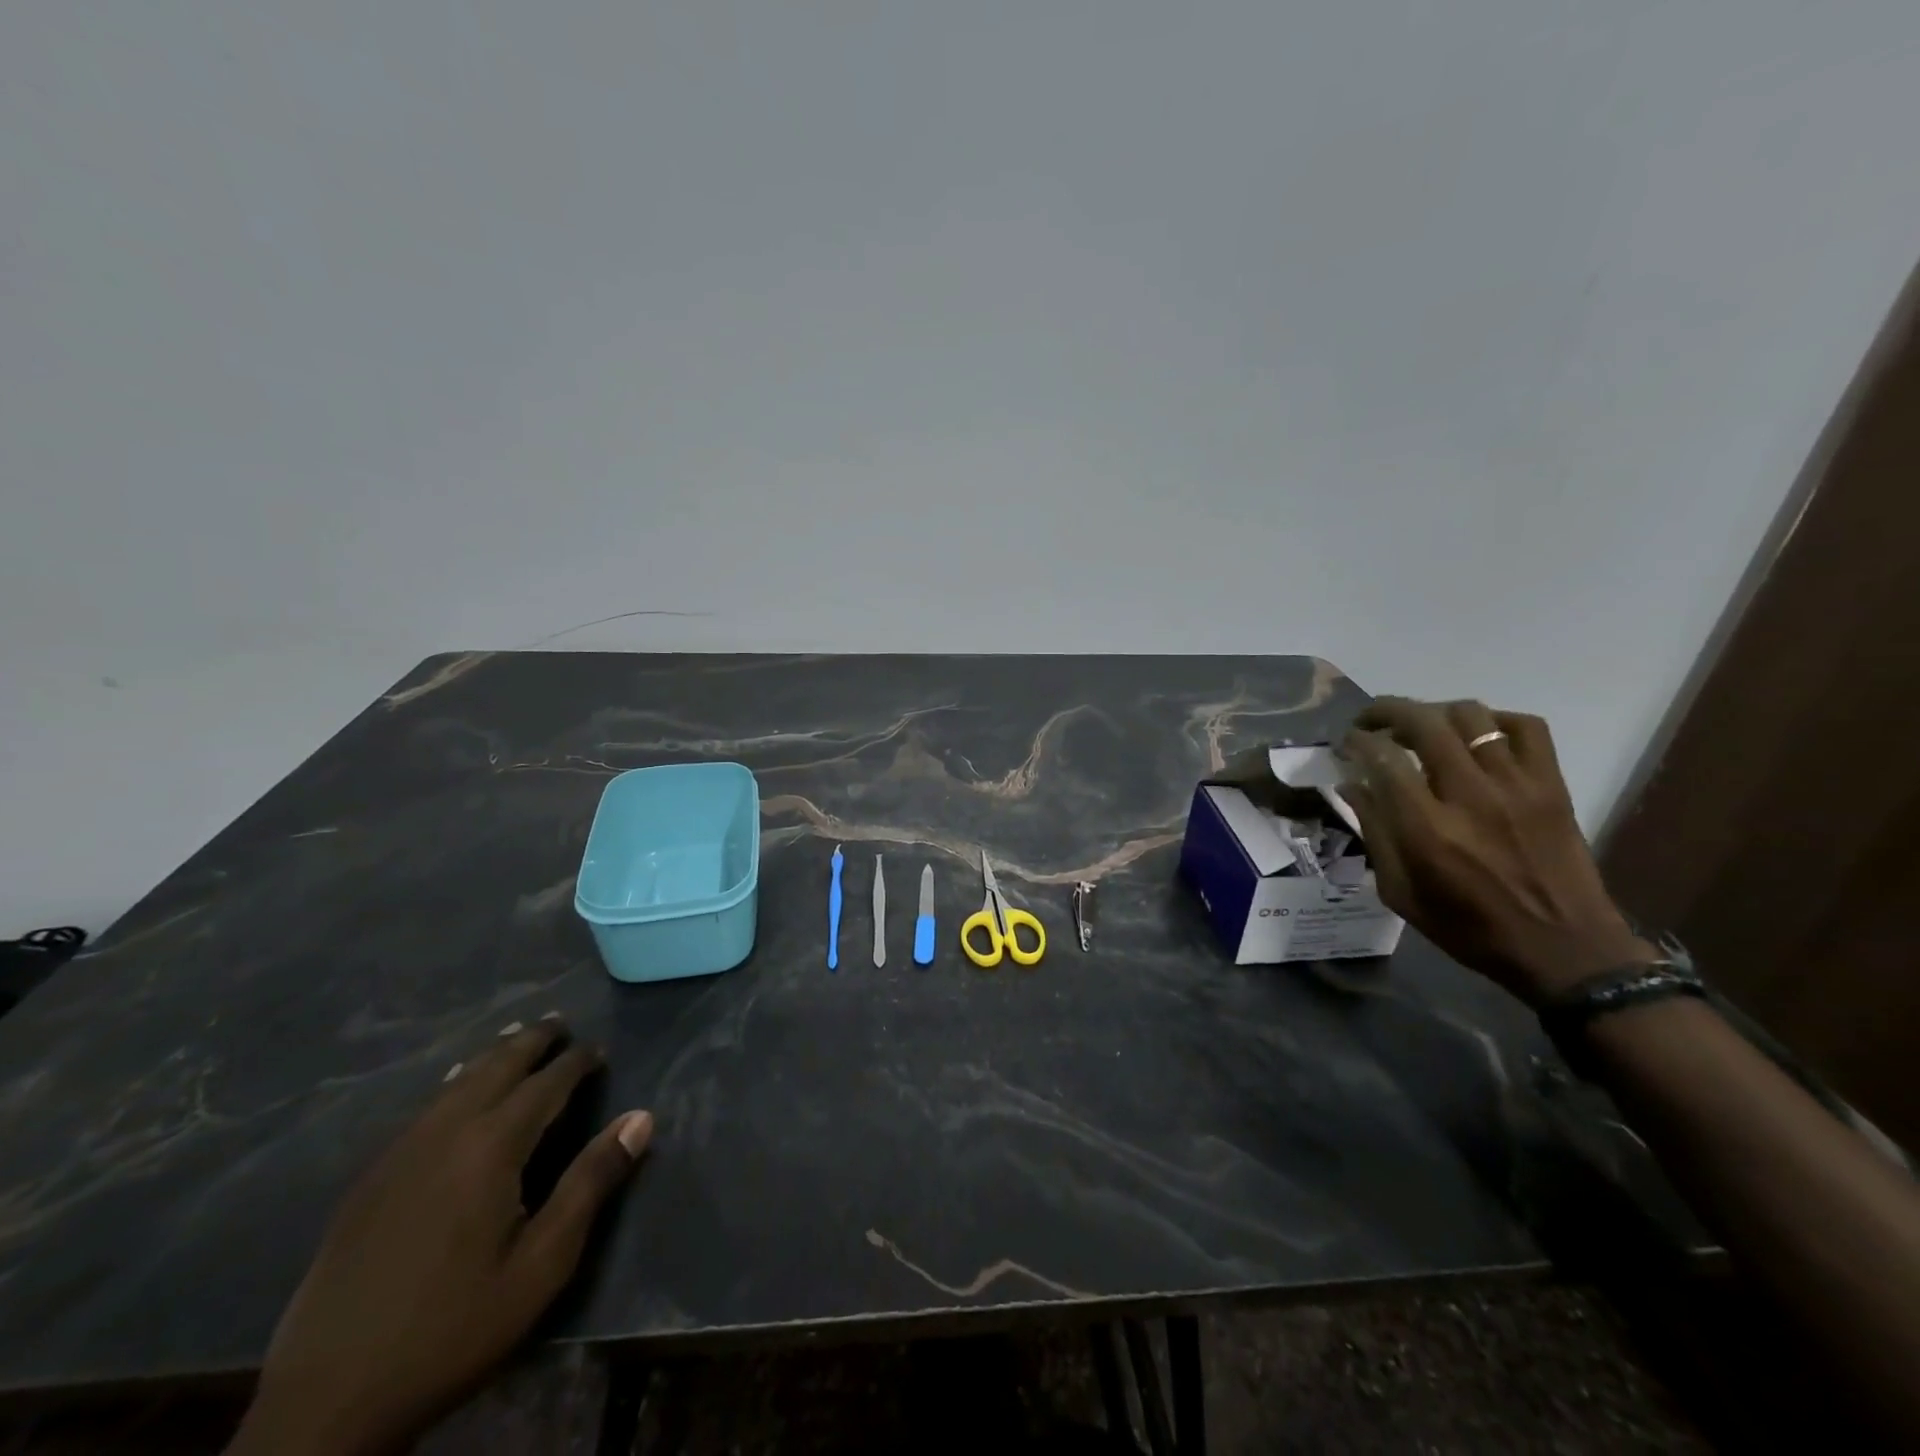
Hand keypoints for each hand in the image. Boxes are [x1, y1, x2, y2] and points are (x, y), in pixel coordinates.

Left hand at [228, 1023, 652, 1455]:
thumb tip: (641, 1117)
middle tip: (560, 1022)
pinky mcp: (370, 1180)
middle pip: (496, 1066)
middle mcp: (445, 1133)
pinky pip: (424, 1109)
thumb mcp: (542, 1263)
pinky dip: (454, 1083)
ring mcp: (399, 1154)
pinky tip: (455, 1089)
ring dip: (492, 1055)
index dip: (577, 1062)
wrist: (325, 1402)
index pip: (546, 1083)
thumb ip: (592, 1182)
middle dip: (532, 1040)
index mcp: (491, 1147)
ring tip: (514, 1038)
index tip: (599, 1050)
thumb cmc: (454, 1327)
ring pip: (455, 1082)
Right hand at [1339, 696, 1651, 1004]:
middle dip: (1387, 711)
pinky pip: (1527, 727)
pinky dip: (1496, 720)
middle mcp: (1470, 796)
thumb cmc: (1470, 928)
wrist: (1566, 950)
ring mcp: (1517, 786)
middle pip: (1424, 723)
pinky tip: (1478, 735)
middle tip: (1371, 721)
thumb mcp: (1401, 893)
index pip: (1384, 758)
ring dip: (1435, 713)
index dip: (1358, 741)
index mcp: (1427, 830)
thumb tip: (1351, 786)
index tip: (1347, 744)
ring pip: (1471, 716)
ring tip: (1421, 727)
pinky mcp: (1551, 785)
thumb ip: (1374, 834)